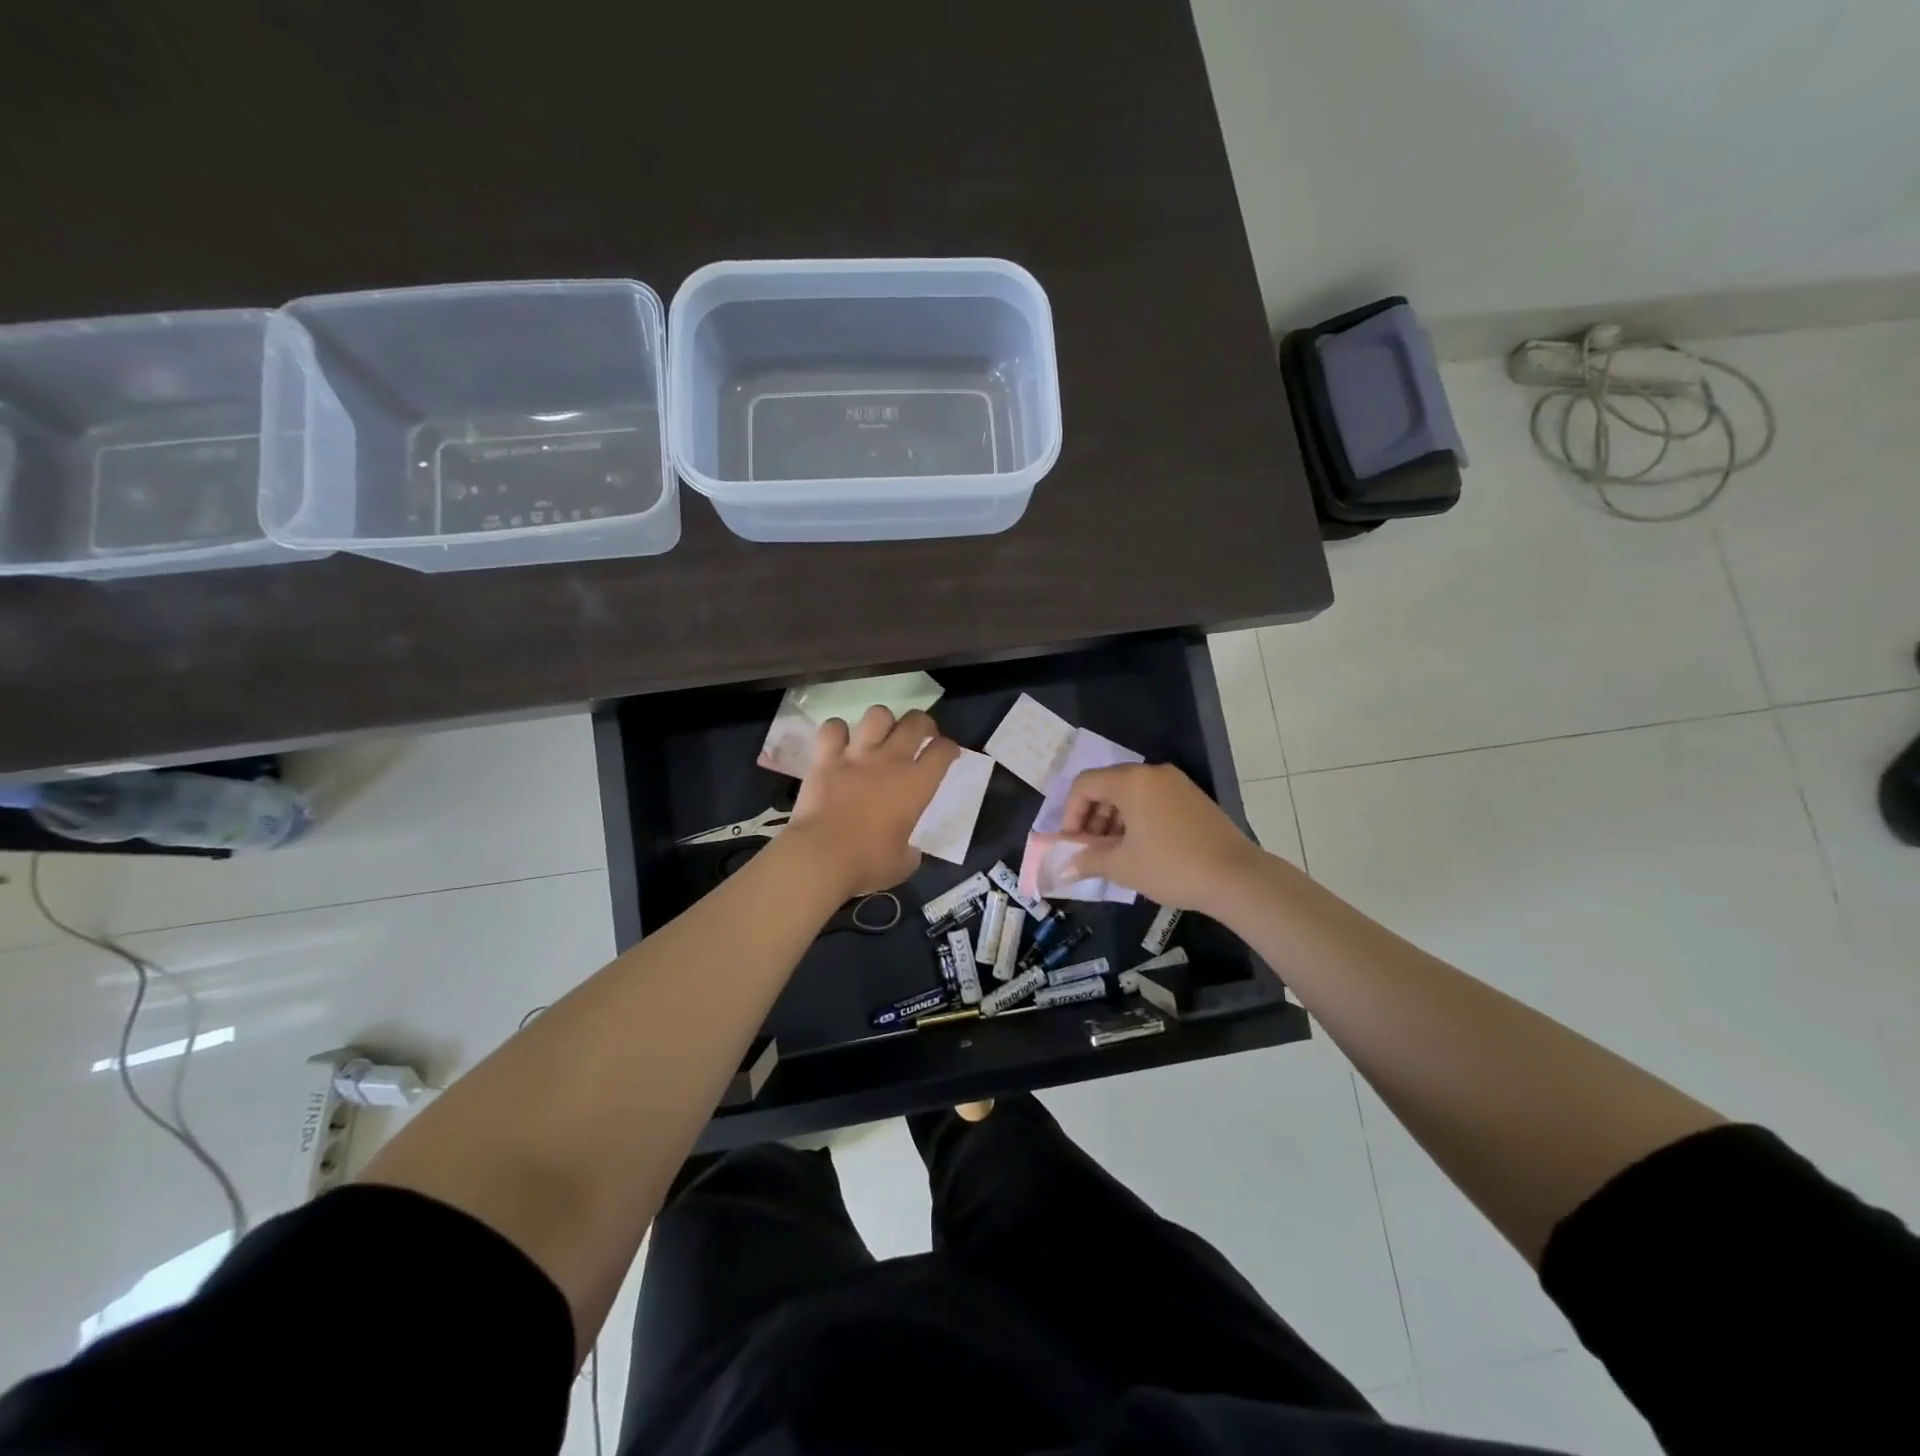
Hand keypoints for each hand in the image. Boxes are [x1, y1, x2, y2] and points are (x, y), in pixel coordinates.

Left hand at [788, 706, 958, 896]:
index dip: (949, 748)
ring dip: (882, 722)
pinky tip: (839, 743)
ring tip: (880, 735)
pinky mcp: (825, 758)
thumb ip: (911, 852)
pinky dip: (837, 731)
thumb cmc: (868, 863)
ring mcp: (856, 755)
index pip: (943, 751)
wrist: (821, 856)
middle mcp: (891, 760)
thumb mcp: (903, 864)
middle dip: (924, 724)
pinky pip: (833, 728)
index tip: (948, 754)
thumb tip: (910, 851)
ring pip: (877, 715)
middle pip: (916, 721)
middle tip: (921, 736)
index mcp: (917, 784)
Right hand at [1056, 762, 1265, 913]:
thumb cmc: (1171, 866)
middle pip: (1107, 786)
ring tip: (1112, 855)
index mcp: (1131, 781)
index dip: (1070, 813)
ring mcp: (1176, 784)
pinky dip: (1136, 820)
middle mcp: (1152, 773)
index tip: (1072, 843)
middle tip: (1089, 851)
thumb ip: (1088, 860)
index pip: (1084, 784)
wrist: (1236, 877)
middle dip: (1091, 818)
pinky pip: (1152, 801)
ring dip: (1113, 821)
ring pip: (1130, 794)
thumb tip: (1064, 869)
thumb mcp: (1122, 866)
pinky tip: (1138, 850)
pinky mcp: (1192, 798)